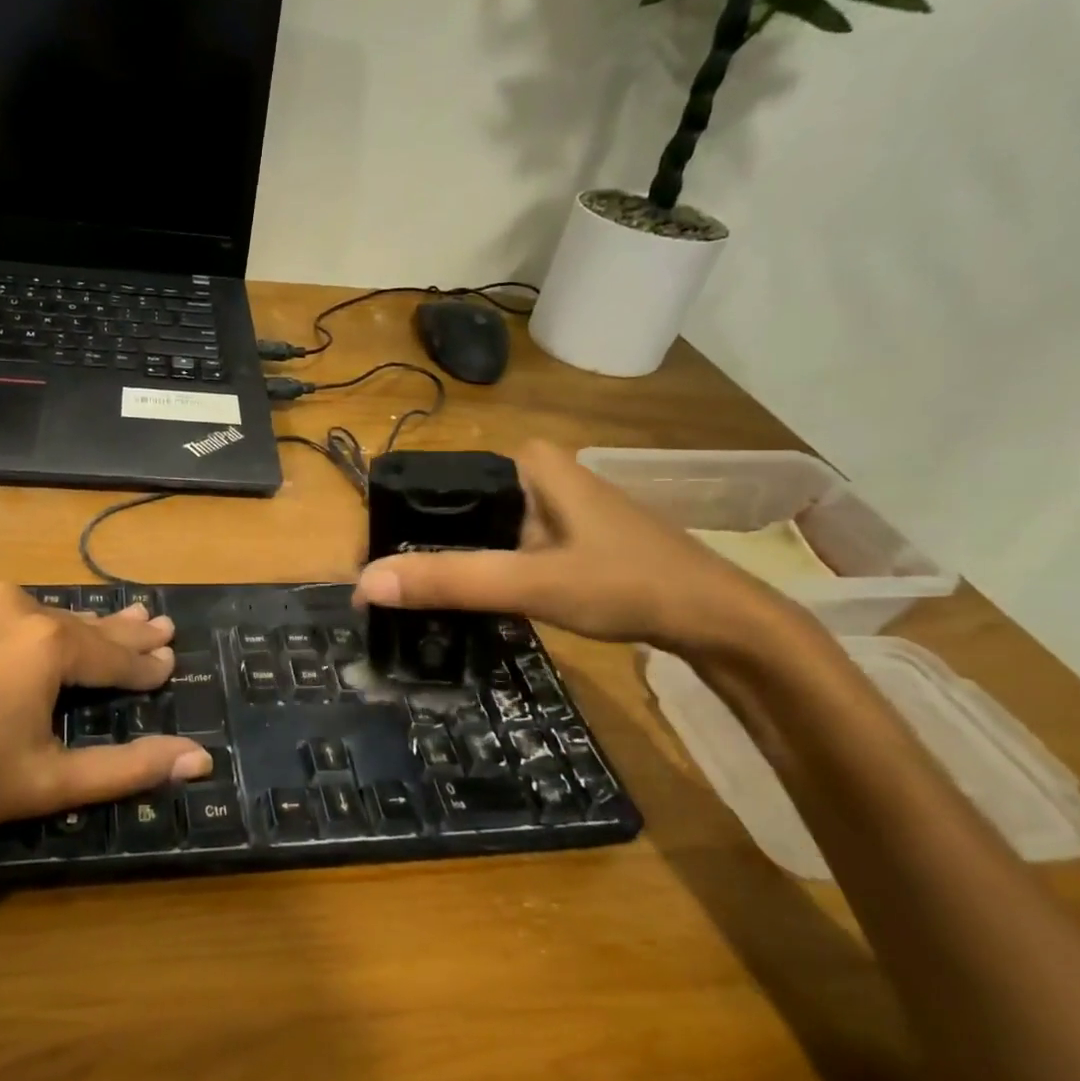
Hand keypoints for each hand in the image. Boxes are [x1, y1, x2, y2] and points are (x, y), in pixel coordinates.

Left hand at [0, 584, 212, 863]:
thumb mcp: (48, 781)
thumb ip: (130, 767)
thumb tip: (202, 759)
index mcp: (49, 642)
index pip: (114, 655)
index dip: (145, 665)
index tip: (171, 659)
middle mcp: (17, 603)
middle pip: (84, 624)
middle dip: (125, 631)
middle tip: (161, 623)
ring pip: (45, 615)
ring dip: (80, 626)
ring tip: (118, 621)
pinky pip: (5, 611)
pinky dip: (33, 622)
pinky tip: (43, 628)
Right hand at [352, 440, 795, 654]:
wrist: (715, 620)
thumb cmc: (627, 584)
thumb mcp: (531, 582)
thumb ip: (450, 581)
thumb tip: (364, 585)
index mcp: (524, 461)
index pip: (435, 485)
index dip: (397, 526)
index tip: (370, 570)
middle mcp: (533, 472)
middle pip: (452, 510)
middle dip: (418, 548)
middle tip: (384, 592)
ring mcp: (549, 505)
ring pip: (475, 531)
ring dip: (446, 562)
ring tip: (408, 598)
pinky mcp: (560, 535)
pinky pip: (499, 547)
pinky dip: (478, 571)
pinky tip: (463, 598)